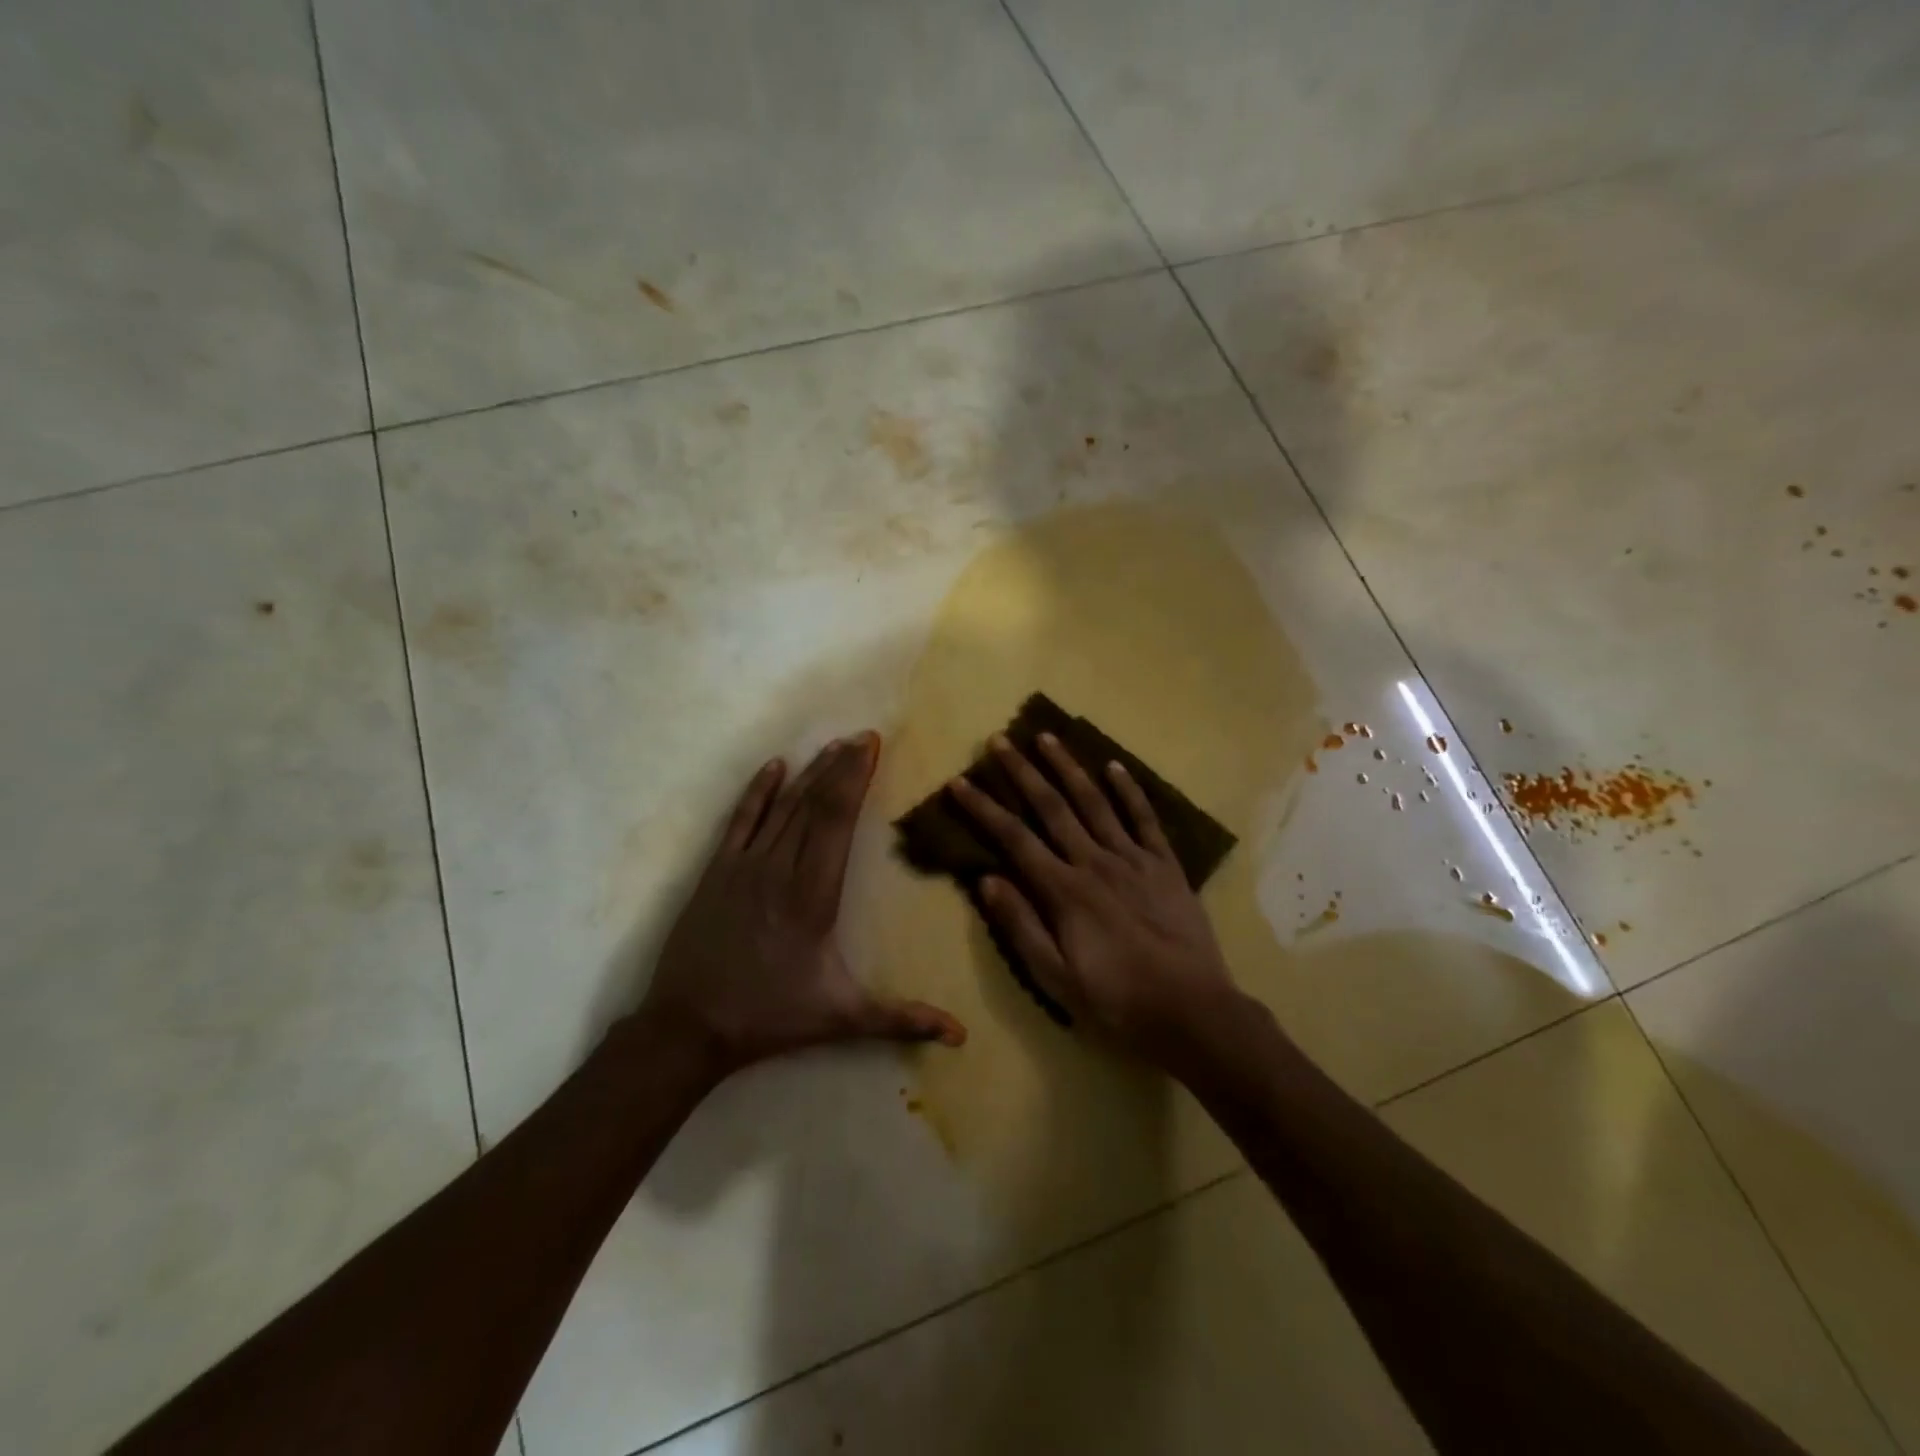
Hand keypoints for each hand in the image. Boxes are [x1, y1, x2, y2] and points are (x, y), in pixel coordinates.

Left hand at [638, 733, 965, 1077]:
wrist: (687, 1027)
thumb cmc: (769, 1016)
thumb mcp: (841, 1018)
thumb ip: (902, 1020)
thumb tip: (960, 1035)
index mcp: (813, 894)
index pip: (837, 820)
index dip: (855, 778)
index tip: (871, 746)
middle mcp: (780, 868)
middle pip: (814, 803)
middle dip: (840, 766)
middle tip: (862, 736)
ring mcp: (744, 866)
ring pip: (782, 807)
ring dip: (809, 773)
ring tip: (832, 745)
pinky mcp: (716, 872)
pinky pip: (740, 821)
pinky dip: (758, 792)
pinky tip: (773, 767)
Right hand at [949, 733, 1240, 1064]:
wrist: (1193, 1012)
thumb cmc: (1117, 1001)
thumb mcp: (1057, 978)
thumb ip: (1021, 926)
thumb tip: (987, 880)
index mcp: (1064, 891)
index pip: (1013, 839)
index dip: (983, 808)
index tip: (960, 781)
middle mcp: (1095, 862)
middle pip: (1051, 807)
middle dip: (1022, 771)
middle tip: (999, 740)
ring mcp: (1133, 859)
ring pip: (1095, 801)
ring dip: (1068, 767)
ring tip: (1046, 736)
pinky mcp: (1165, 865)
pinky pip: (1144, 818)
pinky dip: (1129, 790)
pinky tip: (1114, 766)